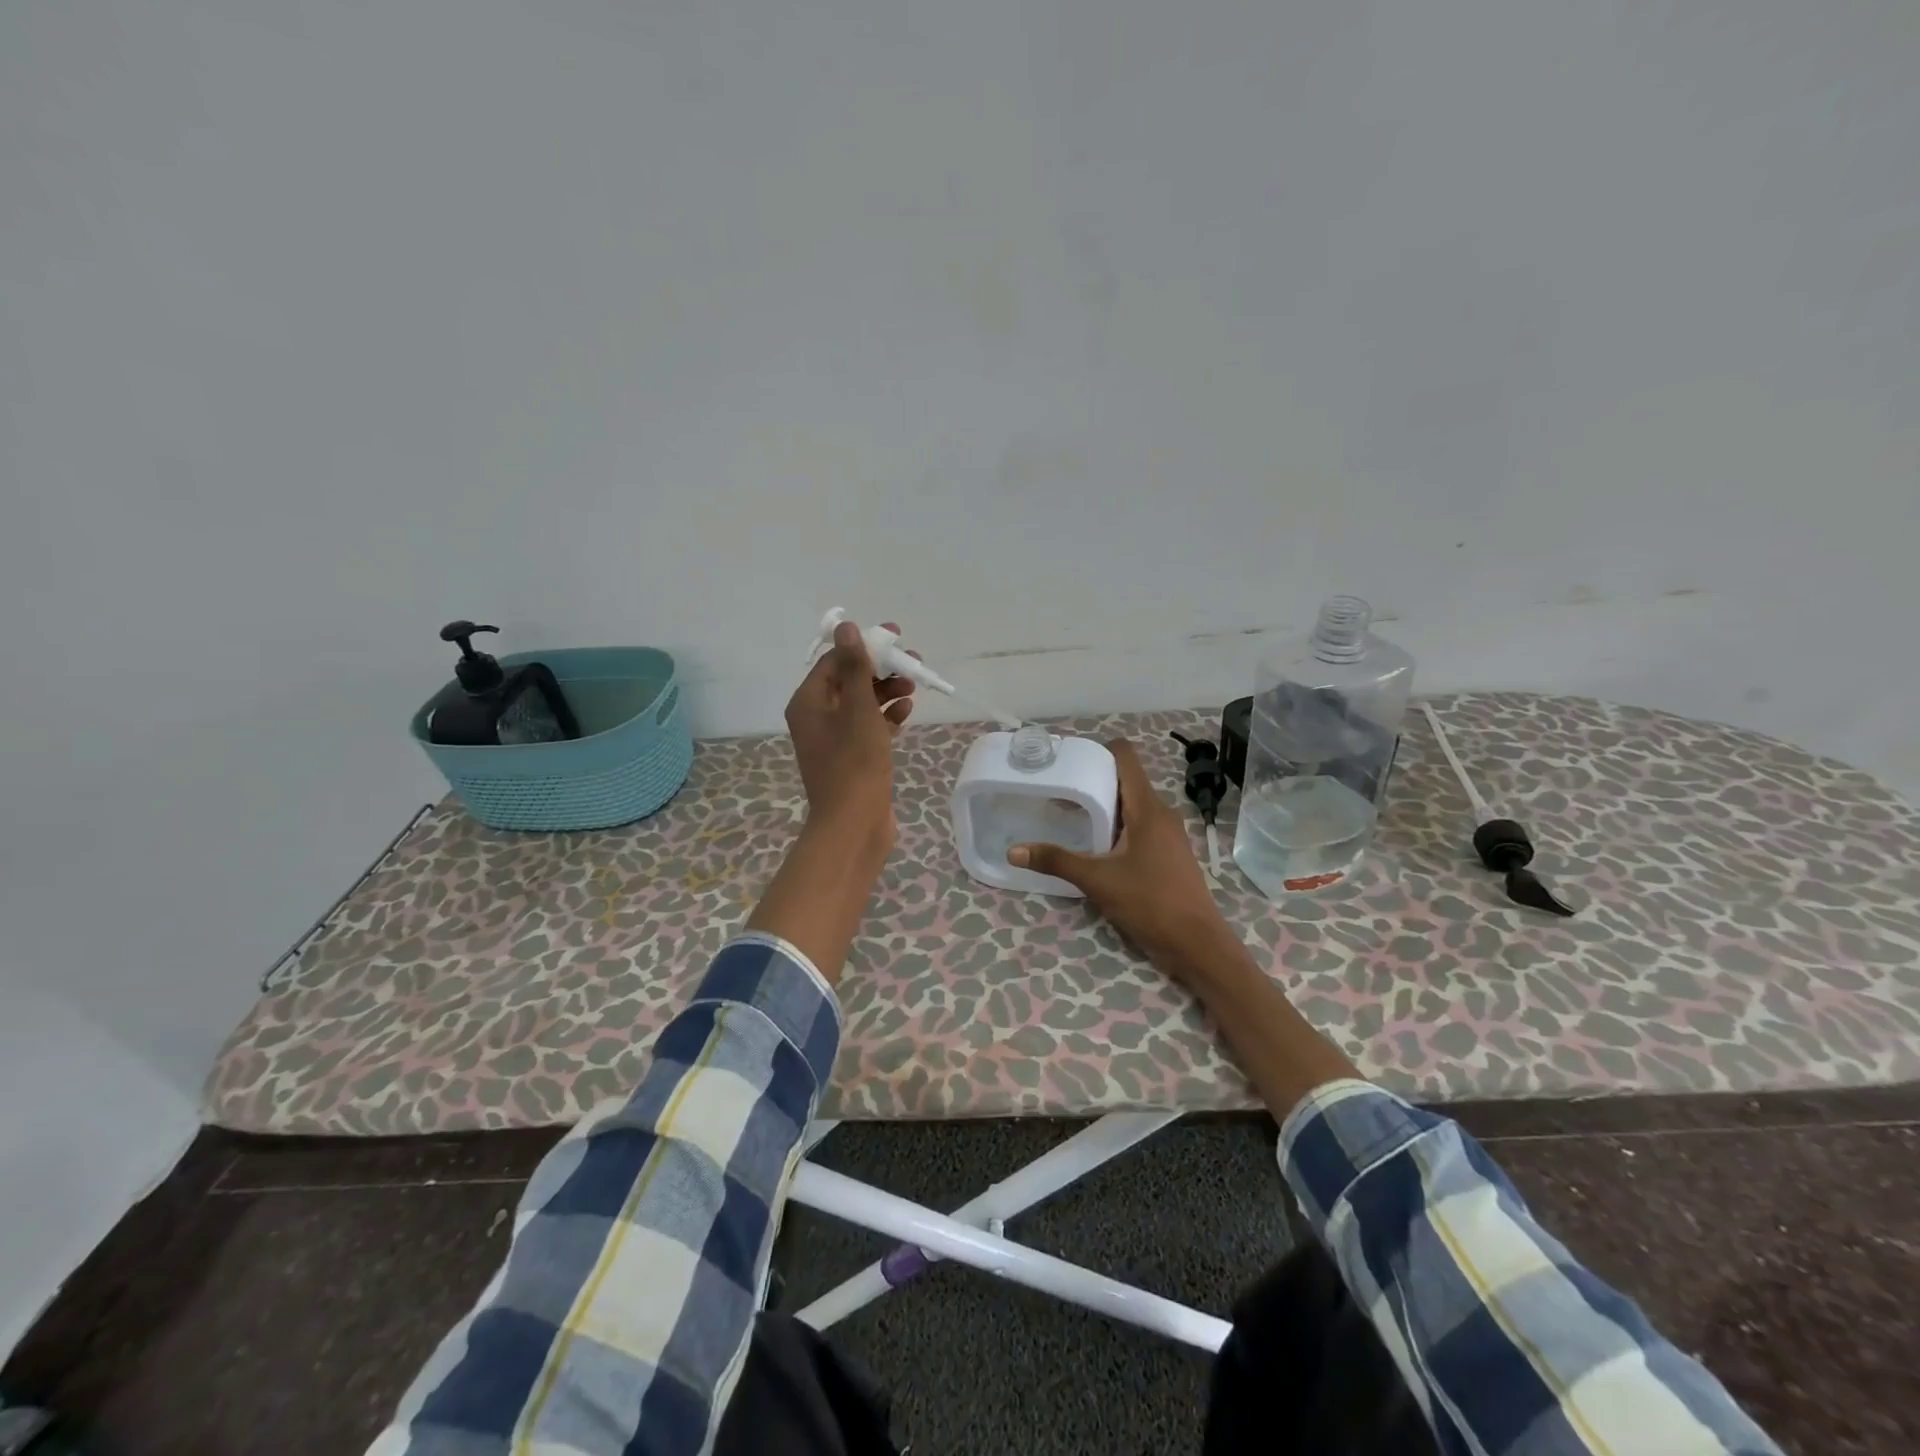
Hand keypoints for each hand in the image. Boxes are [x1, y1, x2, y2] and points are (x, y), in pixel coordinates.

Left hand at [784, 619, 915, 862]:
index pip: (835, 661)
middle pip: (848, 680)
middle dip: (880, 669)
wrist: (853, 824)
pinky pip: (868, 725)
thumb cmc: (854, 763)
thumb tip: (845, 627)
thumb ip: (854, 668)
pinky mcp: (852, 756)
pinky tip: (906, 711)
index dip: (864, 646)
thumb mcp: (858, 709)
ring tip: (914, 686)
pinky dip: (886, 716)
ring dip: (887, 691)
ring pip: (861, 702)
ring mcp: (834, 739)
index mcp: (808, 702)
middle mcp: (816, 717)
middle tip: (912, 661)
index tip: (896, 638)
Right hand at [1008, 738, 1239, 983]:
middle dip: (1093, 782)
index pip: (1126, 757)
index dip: (1098, 751)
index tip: (1069, 761)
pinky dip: (1117, 828)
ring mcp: (1168, 835)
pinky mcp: (1169, 854)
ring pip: (1132, 806)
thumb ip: (1056, 861)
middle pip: (1125, 781)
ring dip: (1104, 808)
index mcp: (1148, 808)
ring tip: (1070, 818)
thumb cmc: (1150, 903)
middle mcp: (1161, 814)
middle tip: (1059, 792)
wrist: (1197, 944)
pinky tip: (1096, 847)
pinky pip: (1140, 827)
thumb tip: (1014, 851)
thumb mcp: (1097, 881)